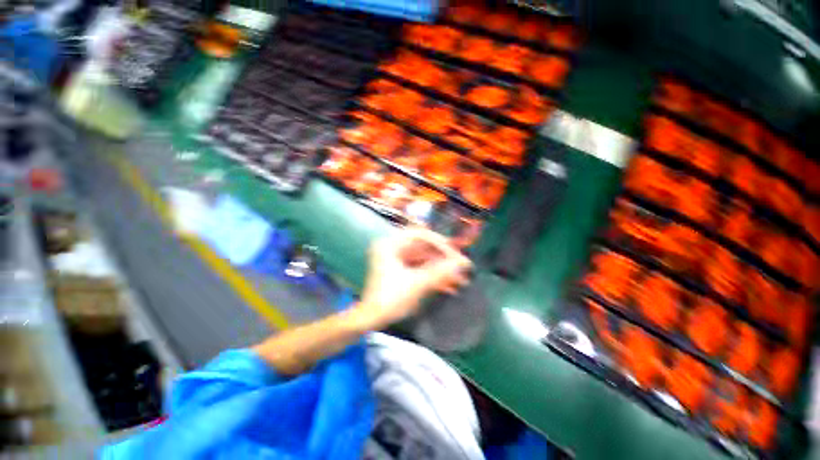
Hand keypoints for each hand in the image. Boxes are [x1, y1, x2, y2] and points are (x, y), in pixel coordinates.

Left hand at [355, 228, 472, 329]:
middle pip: (424, 248)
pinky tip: (450, 287)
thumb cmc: (390, 299)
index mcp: (391, 244)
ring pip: (425, 260)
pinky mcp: (401, 271)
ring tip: (461, 280)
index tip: (455, 254)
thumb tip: (463, 263)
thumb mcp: (416, 284)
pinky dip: (434, 277)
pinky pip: (421, 269)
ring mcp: (397, 260)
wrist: (371, 320)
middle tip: (462, 267)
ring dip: (442, 270)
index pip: (420, 235)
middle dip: (444, 260)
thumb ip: (440, 272)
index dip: (440, 243)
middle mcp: (394, 248)